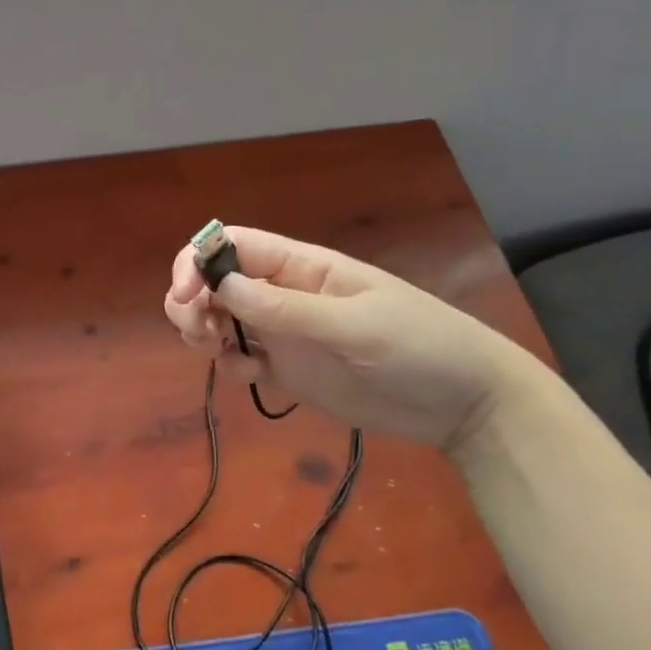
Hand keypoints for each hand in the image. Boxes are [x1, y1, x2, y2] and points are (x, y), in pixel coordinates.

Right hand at [164, 226, 539, 456]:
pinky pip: (241, 358)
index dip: (199, 260)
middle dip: (192, 300)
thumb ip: (286, 308)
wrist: (464, 404)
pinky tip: (249, 376)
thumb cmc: (419, 345)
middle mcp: (283, 293)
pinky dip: (230, 364)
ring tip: (219, 353)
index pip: (234, 245)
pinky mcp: (287, 369)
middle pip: (215, 282)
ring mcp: (283, 332)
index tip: (186, 295)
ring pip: (220, 318)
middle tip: (198, 332)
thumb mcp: (354, 324)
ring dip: (203, 330)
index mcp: (301, 266)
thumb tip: (220, 285)